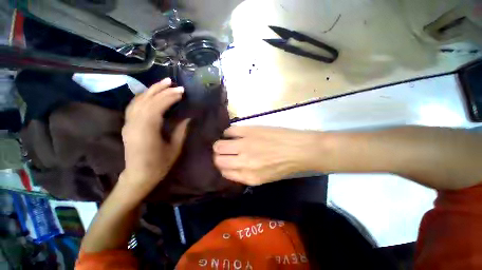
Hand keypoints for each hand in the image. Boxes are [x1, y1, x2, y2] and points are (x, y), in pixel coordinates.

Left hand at [121, 78, 188, 194]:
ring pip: (137, 101)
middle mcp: (134, 124)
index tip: (181, 91)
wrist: (138, 176)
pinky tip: (150, 94)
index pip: (157, 107)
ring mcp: (128, 124)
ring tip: (162, 83)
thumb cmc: (159, 165)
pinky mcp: (127, 125)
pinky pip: (133, 106)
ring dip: (150, 90)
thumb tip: (187, 118)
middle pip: (145, 100)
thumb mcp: (175, 148)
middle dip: (160, 89)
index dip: (169, 97)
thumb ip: (180, 131)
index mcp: (147, 131)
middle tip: (172, 82)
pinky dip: (143, 97)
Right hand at [213, 126, 319, 185]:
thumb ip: (244, 175)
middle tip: (224, 152)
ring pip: (219, 145)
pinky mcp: (248, 131)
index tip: (225, 162)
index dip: (223, 167)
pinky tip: (234, 134)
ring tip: (226, 142)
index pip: (224, 173)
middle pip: (218, 160)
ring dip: (220, 145)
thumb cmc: (284, 165)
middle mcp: (243, 162)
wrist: (299, 149)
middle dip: (218, 157)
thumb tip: (231, 167)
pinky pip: (229, 131)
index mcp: (249, 177)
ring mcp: (245, 145)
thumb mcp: (264, 178)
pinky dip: (228, 133)